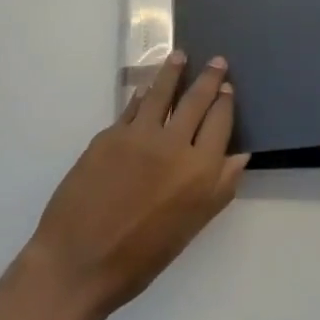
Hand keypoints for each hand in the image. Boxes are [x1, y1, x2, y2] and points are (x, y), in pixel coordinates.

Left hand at [23, 52, 247, 319]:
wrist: (78, 263)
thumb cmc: (140, 259)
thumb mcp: (190, 228)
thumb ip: (218, 188)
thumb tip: (240, 156)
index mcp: (200, 172)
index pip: (220, 124)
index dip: (225, 102)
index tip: (228, 87)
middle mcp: (174, 145)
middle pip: (196, 101)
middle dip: (209, 78)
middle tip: (217, 60)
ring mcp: (139, 136)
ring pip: (162, 93)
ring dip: (173, 71)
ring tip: (179, 56)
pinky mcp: (110, 134)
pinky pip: (132, 107)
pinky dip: (142, 95)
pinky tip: (144, 89)